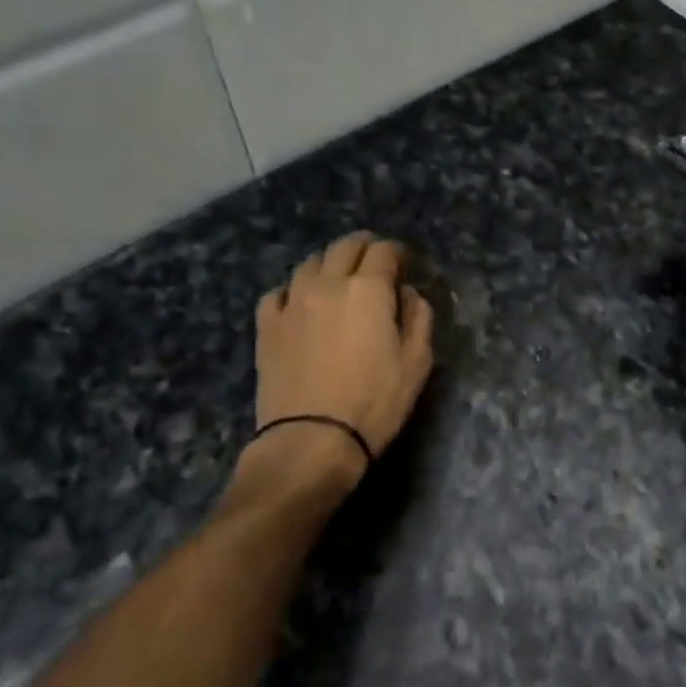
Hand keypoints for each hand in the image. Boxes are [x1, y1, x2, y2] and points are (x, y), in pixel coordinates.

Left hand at [251, 232, 434, 479]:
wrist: (311, 440)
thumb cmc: (375, 402)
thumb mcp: (417, 362)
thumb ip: (418, 317)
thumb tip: (406, 294)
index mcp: (368, 289)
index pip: (384, 251)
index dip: (398, 253)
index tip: (405, 264)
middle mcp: (327, 284)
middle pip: (345, 247)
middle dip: (365, 248)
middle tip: (376, 263)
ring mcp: (292, 302)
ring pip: (310, 263)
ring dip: (329, 264)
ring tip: (338, 281)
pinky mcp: (267, 326)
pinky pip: (279, 292)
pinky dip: (294, 291)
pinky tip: (301, 305)